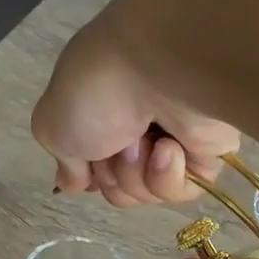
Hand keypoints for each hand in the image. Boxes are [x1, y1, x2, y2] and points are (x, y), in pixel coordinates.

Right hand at [31, 0, 239, 205]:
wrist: (162, 67)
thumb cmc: (99, 88)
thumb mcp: (52, 123)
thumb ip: (62, 159)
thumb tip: (73, 183)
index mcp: (100, 110)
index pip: (91, 165)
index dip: (87, 173)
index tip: (86, 165)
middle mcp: (136, 125)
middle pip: (115, 186)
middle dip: (110, 174)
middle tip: (116, 145)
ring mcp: (172, 140)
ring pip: (145, 192)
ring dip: (135, 172)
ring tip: (143, 142)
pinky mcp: (206, 154)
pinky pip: (179, 190)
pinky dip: (167, 175)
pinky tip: (169, 148)